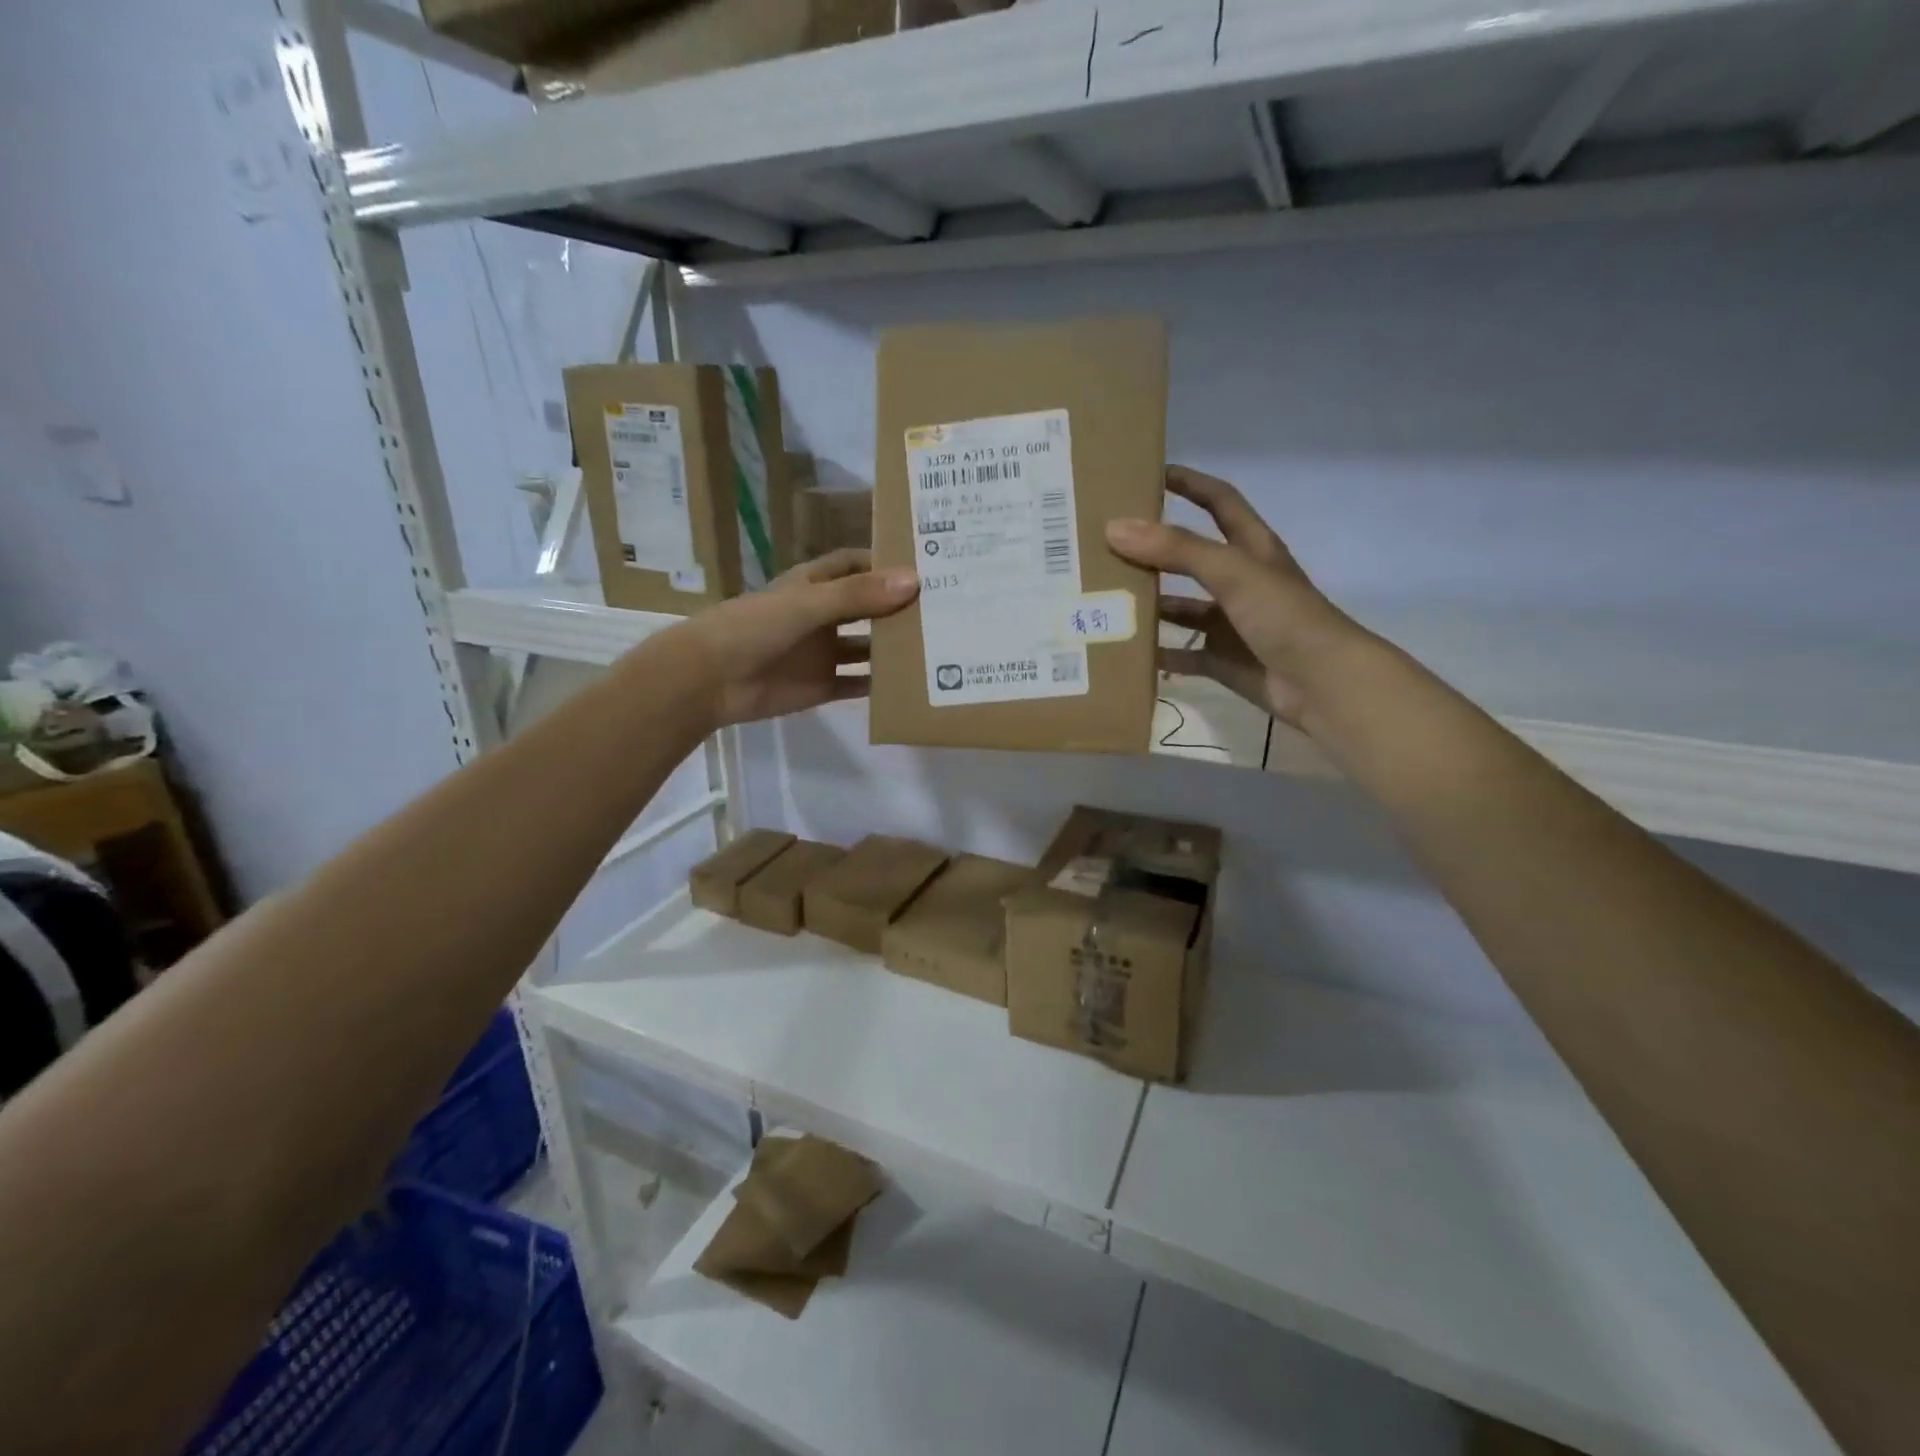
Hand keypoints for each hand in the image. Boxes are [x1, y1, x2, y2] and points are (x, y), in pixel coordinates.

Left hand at [682, 549, 918, 727]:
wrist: (710, 679)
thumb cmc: (754, 627)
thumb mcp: (808, 604)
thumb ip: (858, 595)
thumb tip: (913, 581)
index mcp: (814, 585)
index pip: (855, 565)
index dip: (885, 562)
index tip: (926, 564)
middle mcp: (822, 616)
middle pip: (867, 606)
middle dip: (898, 607)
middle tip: (946, 607)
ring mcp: (823, 653)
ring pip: (867, 647)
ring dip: (894, 647)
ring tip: (938, 646)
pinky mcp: (821, 685)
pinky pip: (857, 684)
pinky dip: (879, 685)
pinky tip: (911, 684)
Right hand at [1106, 467, 1366, 727]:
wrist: (1321, 683)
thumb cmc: (1283, 615)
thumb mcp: (1231, 571)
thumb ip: (1176, 549)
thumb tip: (1115, 528)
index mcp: (1250, 549)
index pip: (1219, 502)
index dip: (1189, 483)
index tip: (1149, 473)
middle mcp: (1239, 581)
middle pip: (1188, 557)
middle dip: (1152, 550)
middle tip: (1105, 542)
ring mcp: (1229, 624)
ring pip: (1180, 608)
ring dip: (1148, 604)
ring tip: (1103, 597)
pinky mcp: (1221, 660)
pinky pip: (1180, 655)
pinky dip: (1155, 654)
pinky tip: (1122, 650)